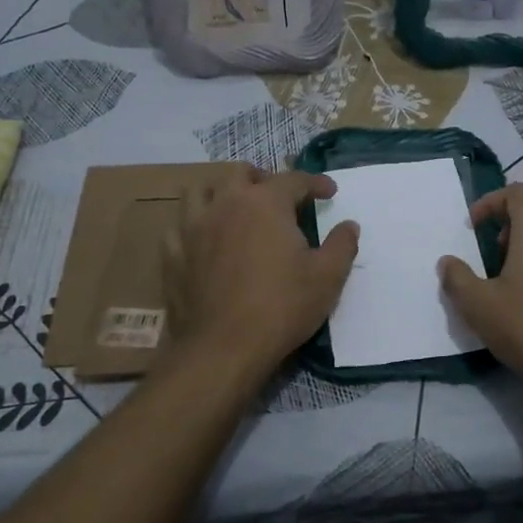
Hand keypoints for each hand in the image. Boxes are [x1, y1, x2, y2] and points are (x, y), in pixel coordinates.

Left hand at [166, 167, 358, 377]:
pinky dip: (194, 227)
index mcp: (265, 203)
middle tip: (278, 198)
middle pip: (240, 173)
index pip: (294, 179)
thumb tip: (349, 225)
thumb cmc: (282, 307)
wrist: (223, 348)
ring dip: (221, 194)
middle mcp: (225, 204)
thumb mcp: (327, 277)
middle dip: (262, 179)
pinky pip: (179, 227)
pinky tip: (204, 241)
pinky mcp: (172, 255)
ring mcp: (193, 228)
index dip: (315, 182)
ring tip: (235, 211)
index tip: (329, 192)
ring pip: (200, 191)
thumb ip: (342, 245)